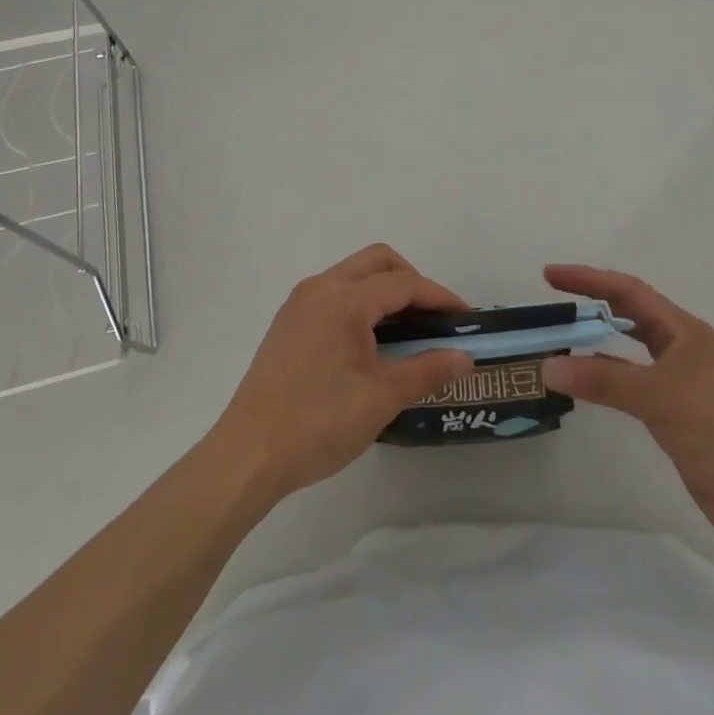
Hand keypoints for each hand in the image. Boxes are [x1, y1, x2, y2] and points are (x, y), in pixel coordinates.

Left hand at [213, 245, 474, 500]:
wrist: (249, 453)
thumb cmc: (319, 422)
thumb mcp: (382, 398)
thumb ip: (427, 370)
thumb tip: (464, 357)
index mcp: (345, 299)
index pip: (403, 283)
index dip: (438, 296)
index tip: (464, 316)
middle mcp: (321, 287)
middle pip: (377, 261)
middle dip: (411, 280)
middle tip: (434, 316)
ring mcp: (300, 302)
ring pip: (353, 273)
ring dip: (384, 289)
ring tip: (407, 328)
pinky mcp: (288, 321)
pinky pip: (334, 292)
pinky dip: (360, 301)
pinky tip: (369, 340)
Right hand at [541, 264, 713, 555]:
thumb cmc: (712, 430)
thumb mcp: (654, 397)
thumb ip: (600, 379)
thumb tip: (548, 366)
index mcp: (685, 330)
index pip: (629, 291)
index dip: (589, 279)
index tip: (552, 276)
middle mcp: (684, 346)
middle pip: (631, 311)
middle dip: (593, 300)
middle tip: (554, 296)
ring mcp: (681, 377)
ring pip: (632, 344)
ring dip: (600, 336)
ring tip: (566, 332)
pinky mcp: (676, 406)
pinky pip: (634, 375)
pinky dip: (609, 371)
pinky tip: (587, 378)